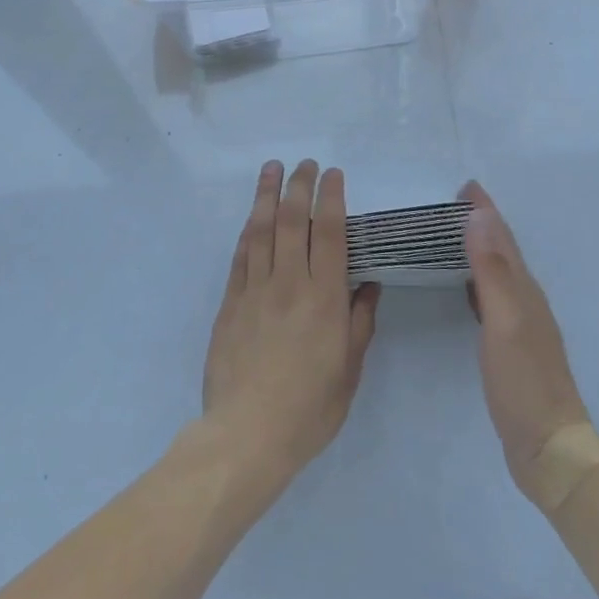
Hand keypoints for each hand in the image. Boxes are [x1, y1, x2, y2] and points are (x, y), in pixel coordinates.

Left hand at [203, 160, 380, 491]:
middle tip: (304, 163)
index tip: (333, 173)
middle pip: (294, 220)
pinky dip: (249, 230)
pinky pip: (241, 255)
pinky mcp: (230, 302)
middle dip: (300, 185)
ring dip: (268, 194)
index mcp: (325, 298)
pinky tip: (253, 215)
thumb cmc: (309, 409)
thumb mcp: (349, 371)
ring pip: (262, 229)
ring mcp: (255, 289)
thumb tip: (368, 285)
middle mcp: (290, 283)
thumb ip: (359, 323)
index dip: (332, 198)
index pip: (331, 233)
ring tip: (272, 168)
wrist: (246, 435)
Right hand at [462, 182, 591, 507]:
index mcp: (524, 290)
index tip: (465, 186)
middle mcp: (526, 300)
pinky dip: (478, 280)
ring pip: (499, 273)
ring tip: (455, 235)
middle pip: (503, 251)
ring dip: (481, 249)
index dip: (485, 211)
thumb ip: (491, 270)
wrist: (551, 448)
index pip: (502, 238)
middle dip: (482, 223)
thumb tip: (478, 217)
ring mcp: (522, 324)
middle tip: (454, 205)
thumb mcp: (504, 322)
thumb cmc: (524, 382)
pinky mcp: (513, 347)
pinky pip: (492, 297)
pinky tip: (466, 288)